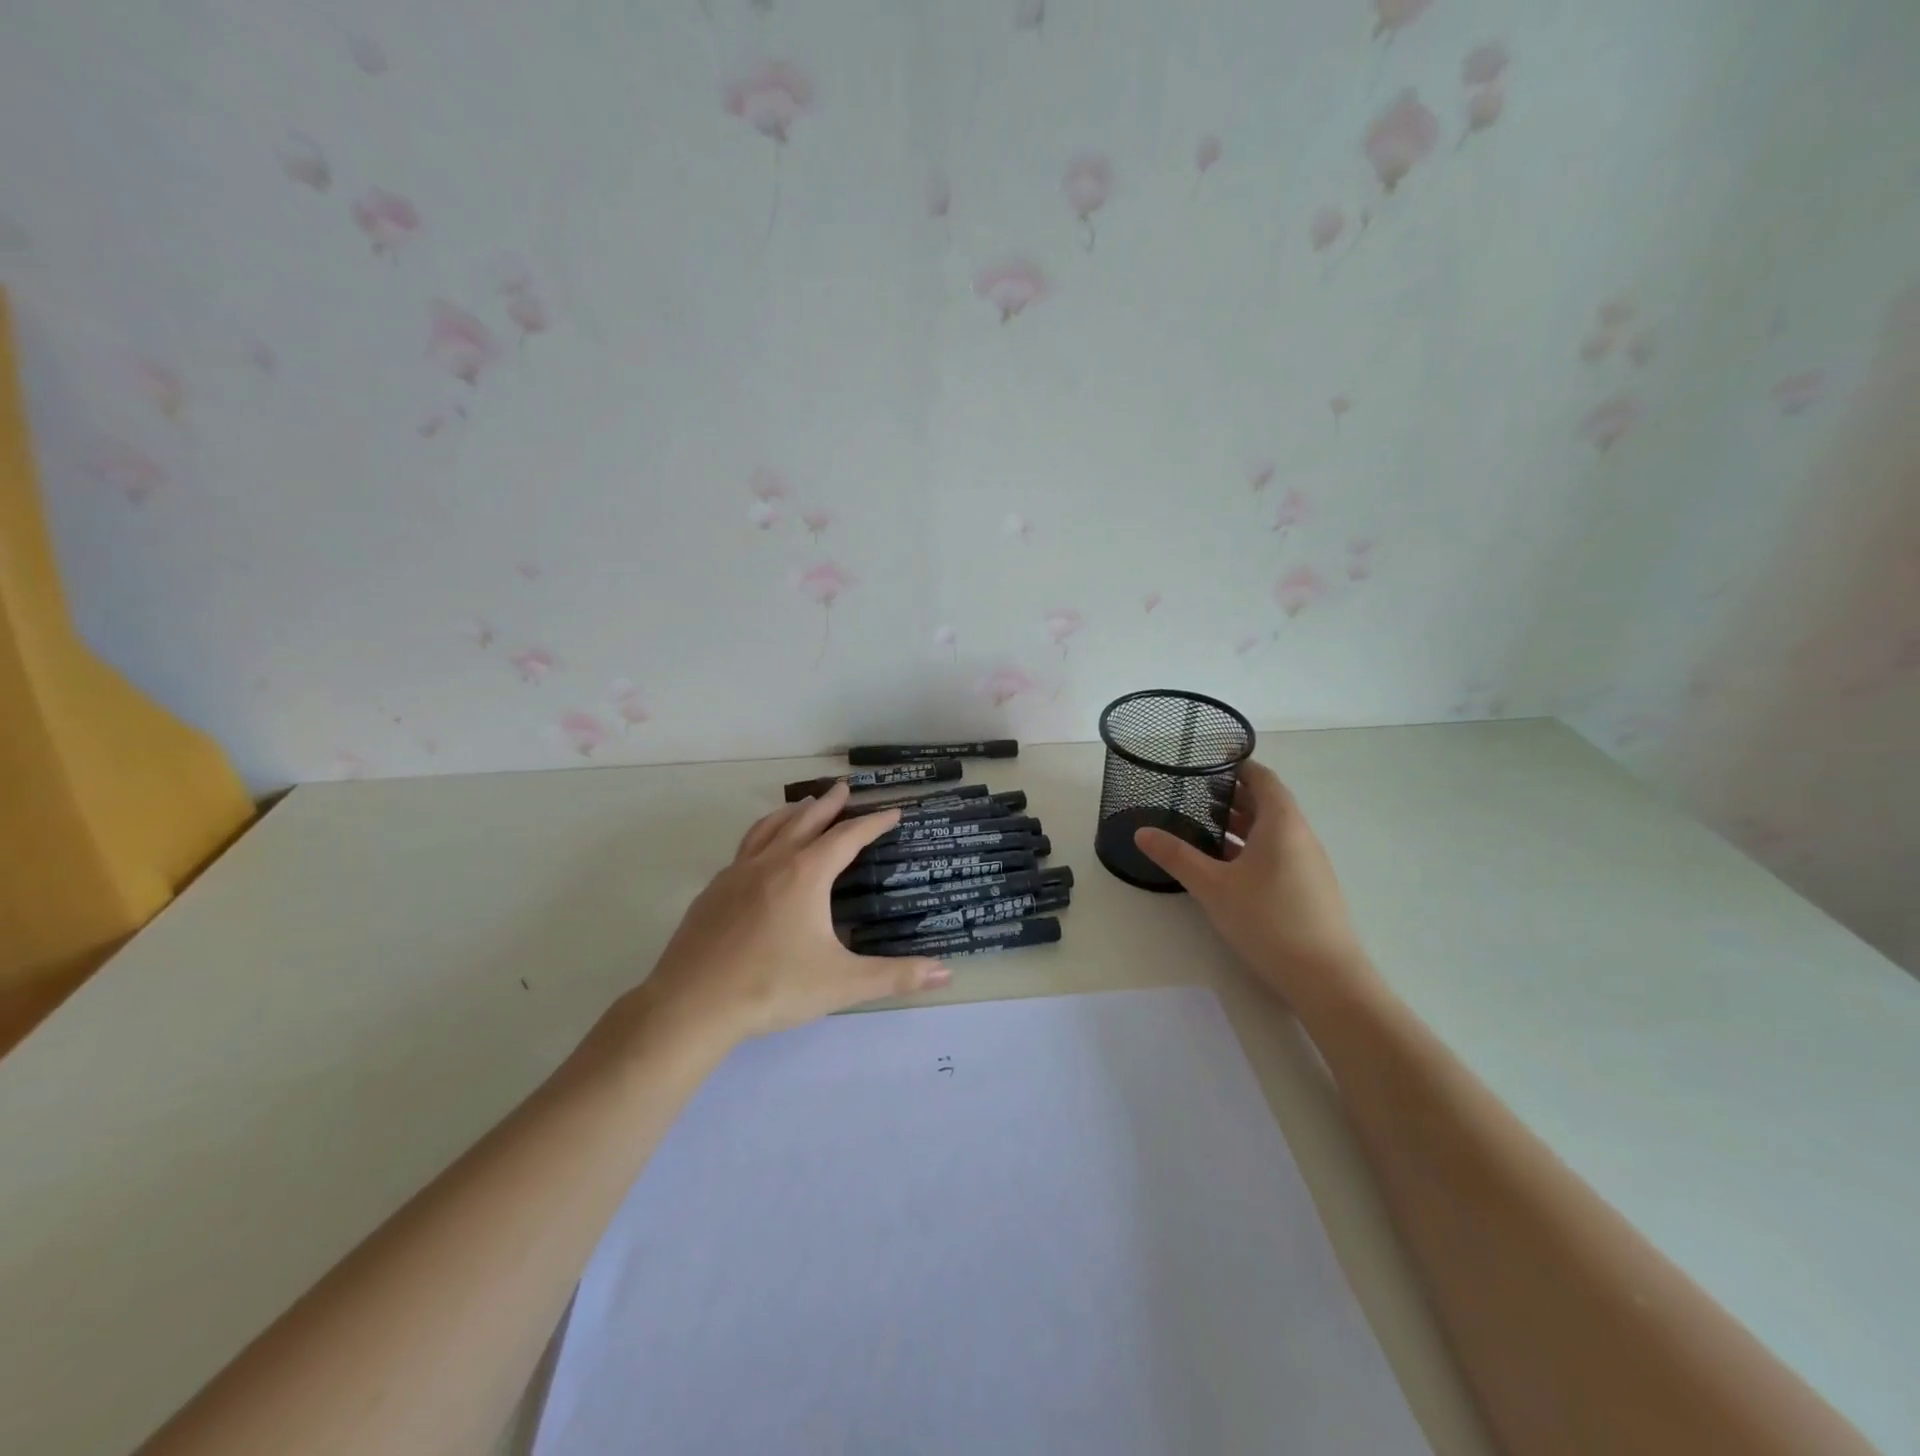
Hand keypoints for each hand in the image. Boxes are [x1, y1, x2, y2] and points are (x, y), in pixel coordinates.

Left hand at [630, 784, 949, 1049]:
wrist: (691, 1005)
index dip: (873, 823)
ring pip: (768, 828)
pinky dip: (762, 837)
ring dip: (791, 813)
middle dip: (829, 804)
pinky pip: (745, 849)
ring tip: (803, 806)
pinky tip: (761, 855)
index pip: (848, 837)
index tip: (893, 811)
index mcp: (806, 875)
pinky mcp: (713, 891)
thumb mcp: (842, 984)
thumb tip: (946, 971)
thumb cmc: (772, 988)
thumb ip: (896, 977)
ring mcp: (737, 873)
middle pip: (806, 821)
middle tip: (843, 788)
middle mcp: (772, 863)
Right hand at [1134, 760, 1373, 1005]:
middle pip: (1267, 804)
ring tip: (1202, 827)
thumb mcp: (1213, 886)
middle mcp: (1300, 836)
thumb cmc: (1268, 920)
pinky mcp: (1308, 889)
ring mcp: (1308, 864)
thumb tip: (1141, 832)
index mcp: (1282, 823)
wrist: (1326, 978)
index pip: (1263, 779)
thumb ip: (1177, 856)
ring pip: (1271, 832)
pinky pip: (1277, 854)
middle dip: (1232, 796)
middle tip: (1194, 794)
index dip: (1238, 766)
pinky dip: (1250, 848)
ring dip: (1240, 825)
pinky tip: (1225, 867)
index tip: (1209, 761)